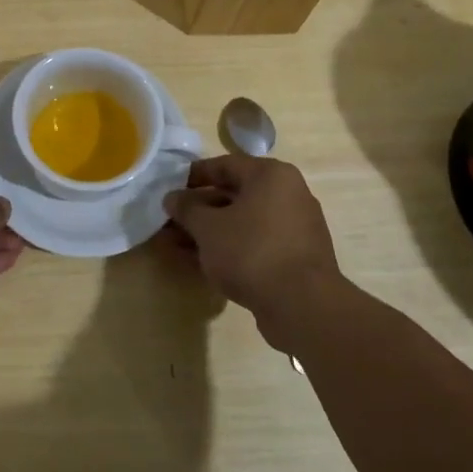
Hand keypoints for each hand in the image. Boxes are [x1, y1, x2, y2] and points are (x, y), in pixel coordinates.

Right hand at [162, 154, 349, 351]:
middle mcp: (289, 194)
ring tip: (179, 244)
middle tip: (171, 220)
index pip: (225, 165)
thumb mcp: (208, 227)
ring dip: (211, 230)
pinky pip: (256, 242)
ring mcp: (296, 227)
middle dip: (200, 209)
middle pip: (235, 194)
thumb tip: (172, 198)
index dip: (193, 175)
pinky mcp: (297, 256)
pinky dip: (231, 247)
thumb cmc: (251, 251)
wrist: (302, 306)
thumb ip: (187, 209)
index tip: (170, 188)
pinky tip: (205, 262)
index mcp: (271, 175)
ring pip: (244, 221)